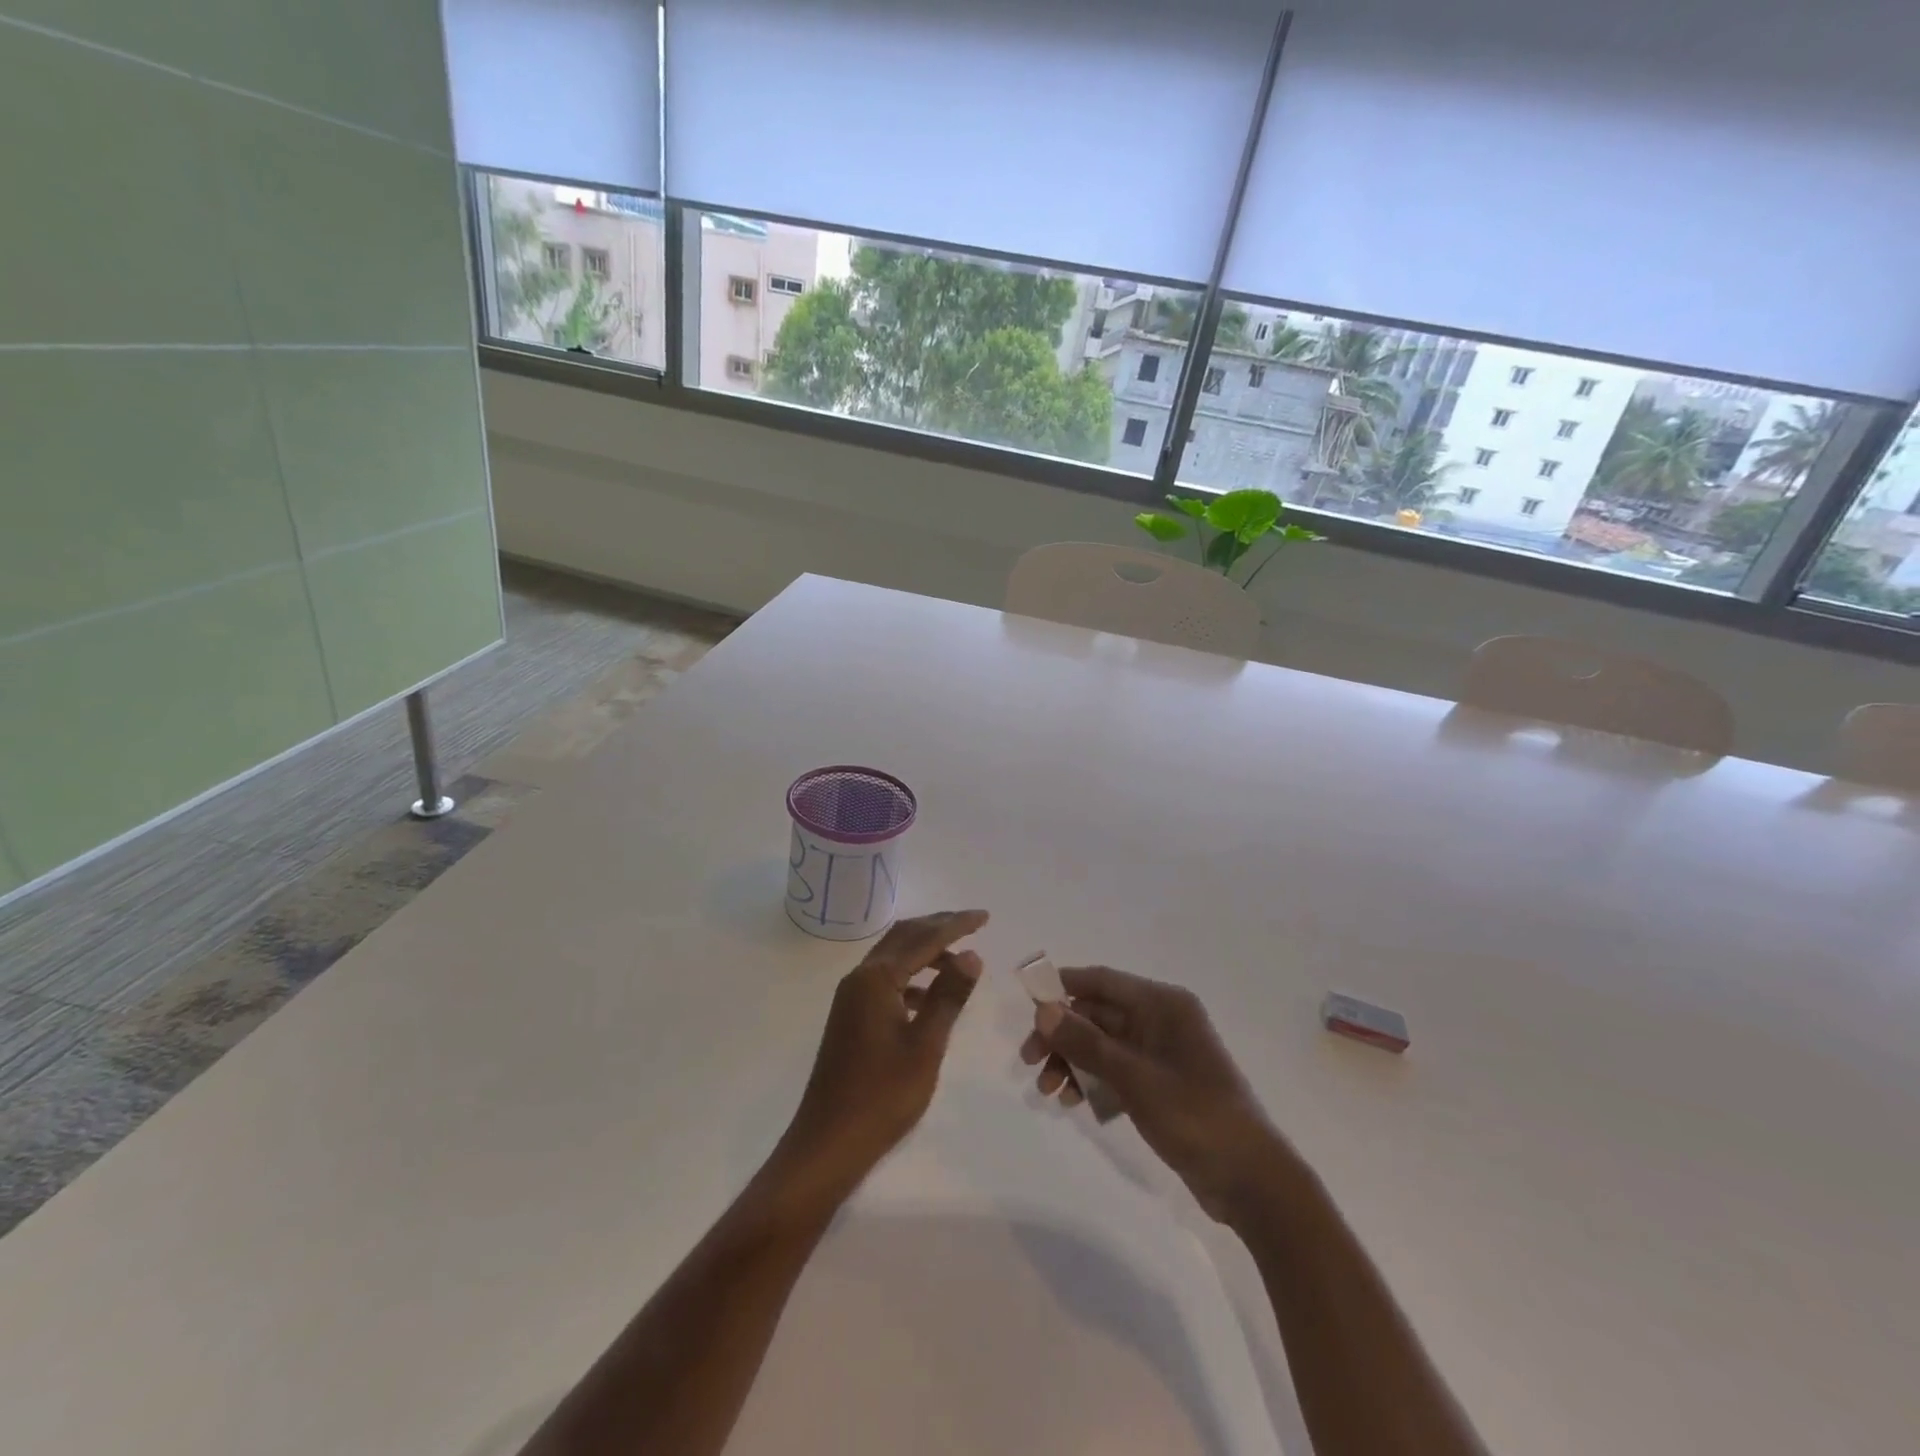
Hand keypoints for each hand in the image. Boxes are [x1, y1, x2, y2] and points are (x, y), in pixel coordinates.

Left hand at [772, 910, 988, 1206]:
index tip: (985, 917)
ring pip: (893, 957)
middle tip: (973, 924)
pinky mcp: (850, 1016)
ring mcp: (851, 997)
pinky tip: (929, 996)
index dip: (956, 925)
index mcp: (876, 979)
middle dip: (938, 926)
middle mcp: (860, 978)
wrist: (828, 1142)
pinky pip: (885, 980)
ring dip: (925, 951)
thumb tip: (971, 954)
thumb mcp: (926, 1045)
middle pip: (903, 937)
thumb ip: (948, 996)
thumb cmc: (882, 1096)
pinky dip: (911, 976)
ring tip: (959, 961)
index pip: (924, 938)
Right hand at [1021, 966, 1283, 1222]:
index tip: (1027, 1002)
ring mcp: (1161, 1053)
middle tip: (1028, 1060)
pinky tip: (1071, 1102)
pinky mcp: (1160, 1084)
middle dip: (1062, 1035)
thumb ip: (1086, 1043)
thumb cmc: (1195, 1116)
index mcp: (1163, 1004)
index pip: (1102, 981)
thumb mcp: (1135, 1078)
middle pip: (1098, 1014)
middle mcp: (1161, 1020)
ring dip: (1072, 1061)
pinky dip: (1092, 1081)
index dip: (1063, 986)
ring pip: (1102, 1044)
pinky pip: (1115, 1070)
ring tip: (1047, 1091)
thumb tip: (1043, 1010)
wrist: (1252, 1181)